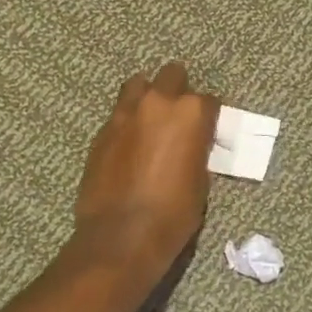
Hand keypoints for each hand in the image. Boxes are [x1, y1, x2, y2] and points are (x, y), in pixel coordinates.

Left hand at [74, 62, 218, 273]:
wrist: (122, 236)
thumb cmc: (173, 213)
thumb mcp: (200, 180)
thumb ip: (196, 149)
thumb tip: (190, 144)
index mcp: (191, 113)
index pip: (208, 100)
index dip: (209, 115)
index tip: (207, 128)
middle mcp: (158, 103)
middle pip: (172, 75)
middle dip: (178, 89)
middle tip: (179, 115)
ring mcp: (125, 113)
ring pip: (138, 84)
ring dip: (148, 96)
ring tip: (150, 118)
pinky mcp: (102, 131)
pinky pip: (119, 112)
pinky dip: (128, 120)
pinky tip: (130, 142)